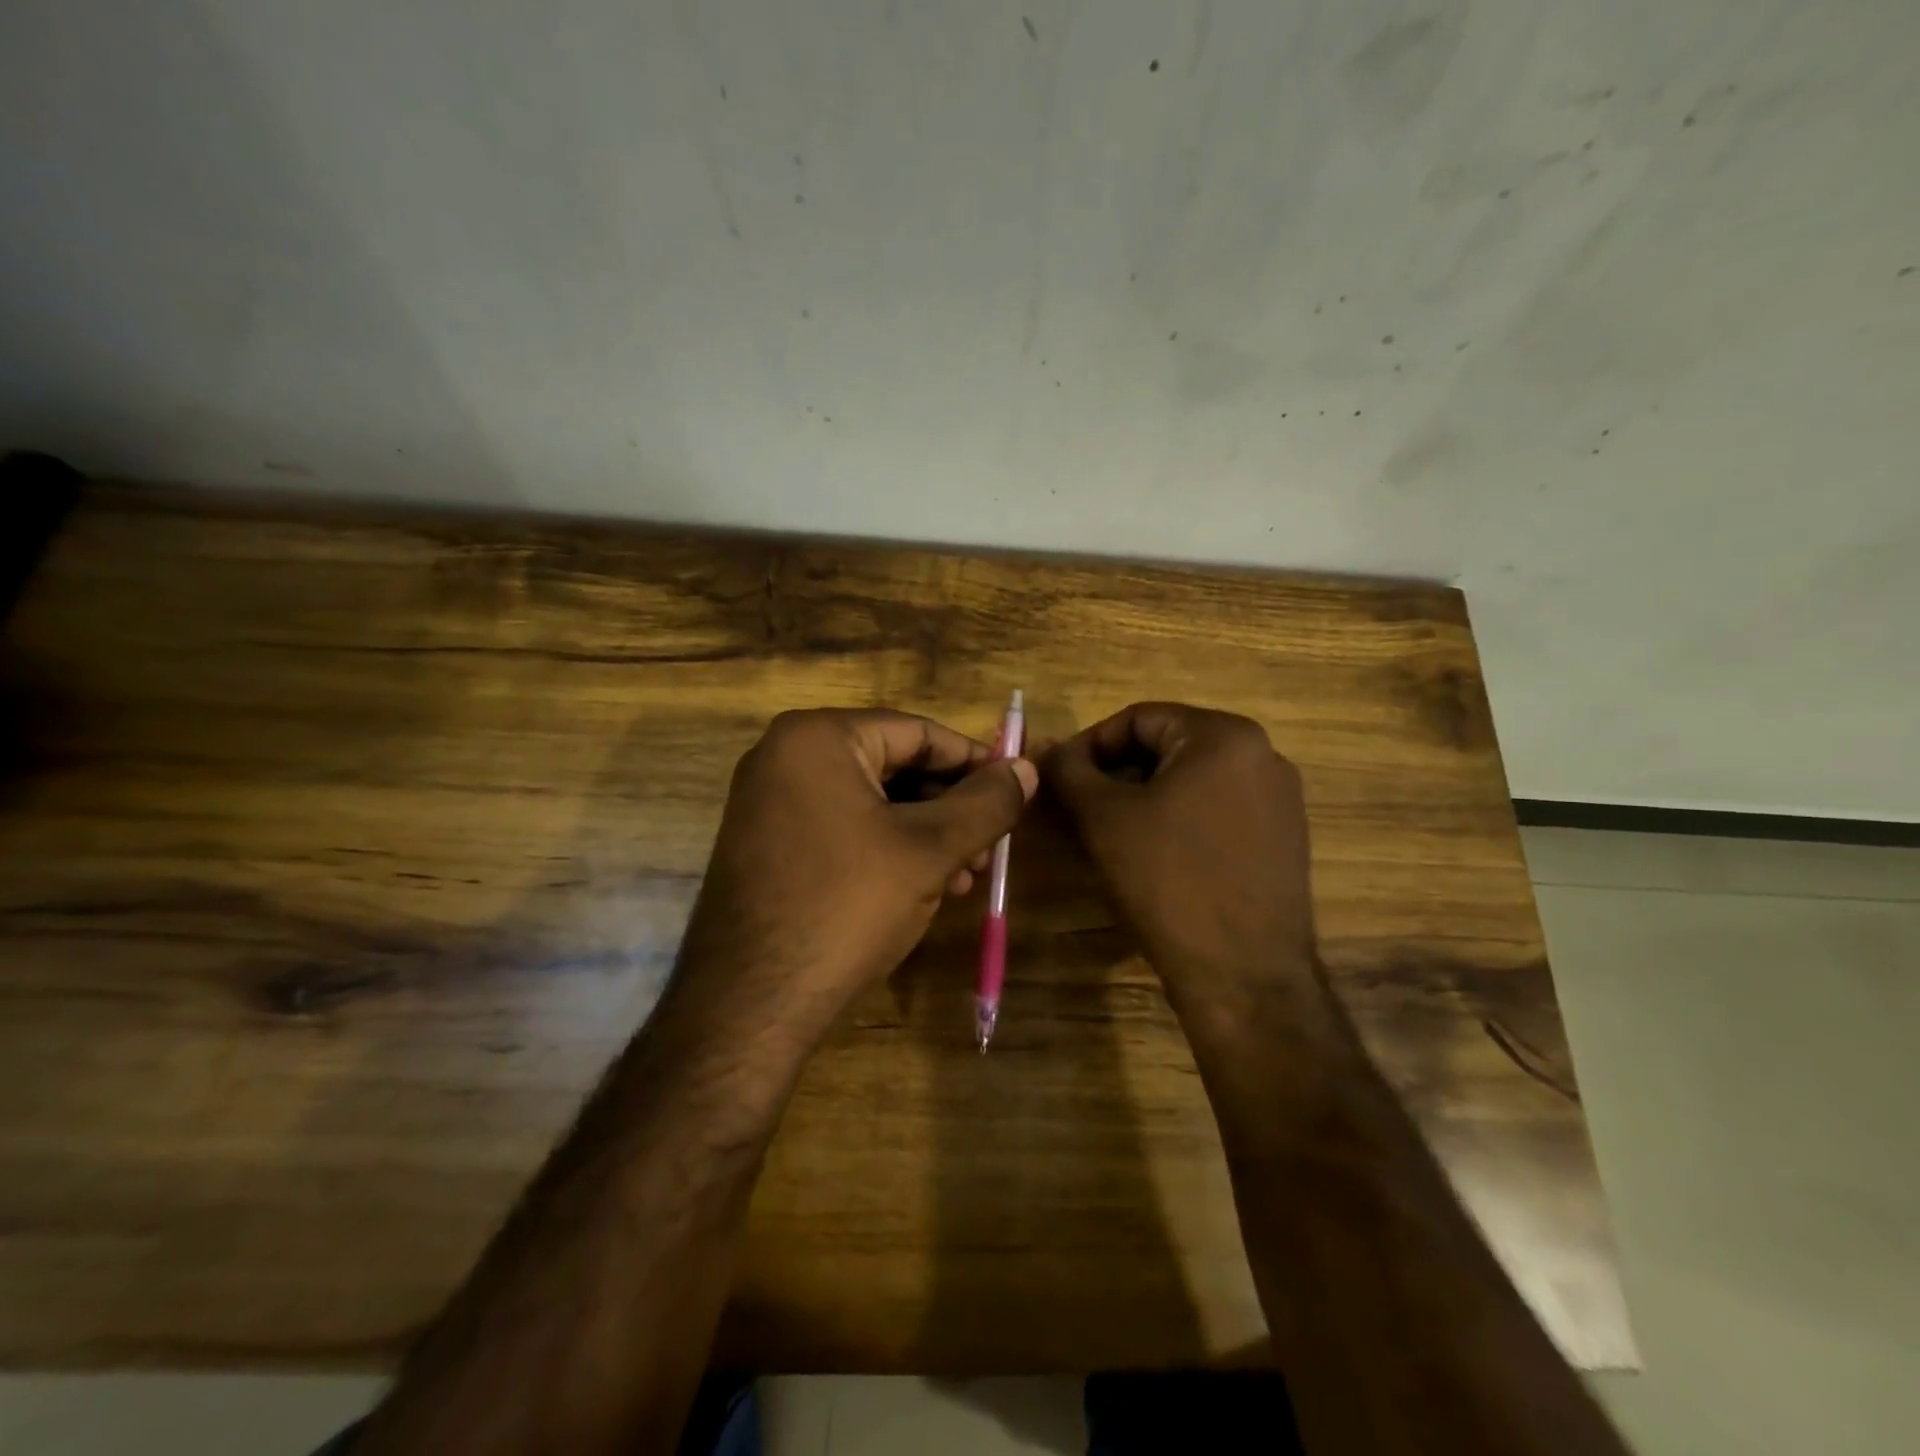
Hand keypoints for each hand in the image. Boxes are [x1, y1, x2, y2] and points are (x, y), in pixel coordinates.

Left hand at [674, 708, 1037, 1044]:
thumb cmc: (846, 906)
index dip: (973, 761)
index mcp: (818, 737)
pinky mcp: (766, 844)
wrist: (749, 1002)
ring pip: (870, 802)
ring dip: (924, 835)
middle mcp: (785, 756)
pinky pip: (841, 828)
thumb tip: (1026, 769)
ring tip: (965, 878)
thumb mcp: (930, 850)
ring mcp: (769, 801)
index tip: (1015, 790)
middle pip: (893, 765)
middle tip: (989, 847)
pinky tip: (921, 888)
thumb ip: (985, 803)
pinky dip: (886, 850)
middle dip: (948, 808)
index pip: (917, 732)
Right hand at [1043, 703, 1318, 1018]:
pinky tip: (1154, 854)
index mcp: (1224, 735)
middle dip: (1116, 773)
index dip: (1089, 745)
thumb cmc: (1168, 881)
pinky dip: (1178, 819)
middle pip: (1167, 746)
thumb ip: (1068, 770)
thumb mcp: (1103, 818)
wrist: (1243, 975)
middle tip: (1078, 808)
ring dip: (1144, 797)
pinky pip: (1217, 808)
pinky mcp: (1284, 837)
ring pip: (1191, 779)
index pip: (1138, 718)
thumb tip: (1044, 746)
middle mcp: (1262, 755)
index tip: (1058, 779)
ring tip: (1109, 833)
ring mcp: (1280, 798)